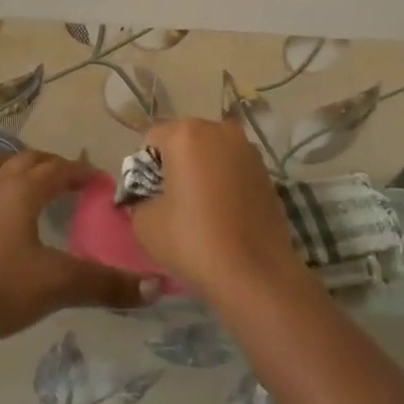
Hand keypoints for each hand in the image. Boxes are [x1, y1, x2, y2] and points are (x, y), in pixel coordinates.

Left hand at [0, 149, 158, 346]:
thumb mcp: (59, 286)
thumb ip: (106, 285)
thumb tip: (156, 286)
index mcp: (22, 191)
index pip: (59, 170)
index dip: (80, 172)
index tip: (97, 183)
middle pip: (24, 160)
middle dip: (47, 165)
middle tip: (64, 182)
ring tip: (12, 178)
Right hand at [129, 118, 304, 299]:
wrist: (255, 274)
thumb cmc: (193, 241)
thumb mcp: (145, 224)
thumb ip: (137, 199)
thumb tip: (147, 196)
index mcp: (186, 134)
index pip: (152, 139)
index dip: (145, 168)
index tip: (149, 197)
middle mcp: (219, 130)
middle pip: (184, 140)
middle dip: (175, 164)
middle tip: (172, 203)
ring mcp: (247, 148)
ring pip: (211, 152)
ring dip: (201, 171)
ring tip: (200, 209)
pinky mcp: (265, 169)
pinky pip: (232, 167)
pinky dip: (224, 181)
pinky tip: (224, 213)